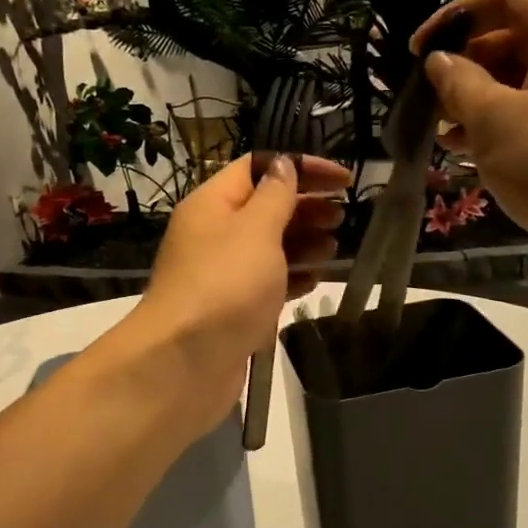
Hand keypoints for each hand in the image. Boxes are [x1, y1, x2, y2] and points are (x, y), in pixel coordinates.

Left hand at [125, 154, 351, 429]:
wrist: (184, 363)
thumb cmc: (225, 286)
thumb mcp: (256, 230)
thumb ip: (276, 196)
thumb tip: (284, 164)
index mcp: (213, 204)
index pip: (259, 168)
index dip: (301, 167)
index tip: (343, 180)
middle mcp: (214, 234)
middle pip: (265, 208)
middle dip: (305, 207)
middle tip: (341, 217)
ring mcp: (223, 274)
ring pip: (269, 247)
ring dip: (302, 243)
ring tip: (333, 248)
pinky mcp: (234, 309)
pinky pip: (267, 283)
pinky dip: (292, 277)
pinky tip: (315, 280)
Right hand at [413, 0, 527, 298]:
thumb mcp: (494, 119)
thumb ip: (460, 84)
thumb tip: (439, 61)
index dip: (456, 16)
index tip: (418, 52)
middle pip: (513, 37)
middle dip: (464, 65)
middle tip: (427, 100)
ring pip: (521, 81)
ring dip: (477, 100)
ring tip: (440, 130)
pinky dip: (501, 125)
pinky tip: (467, 152)